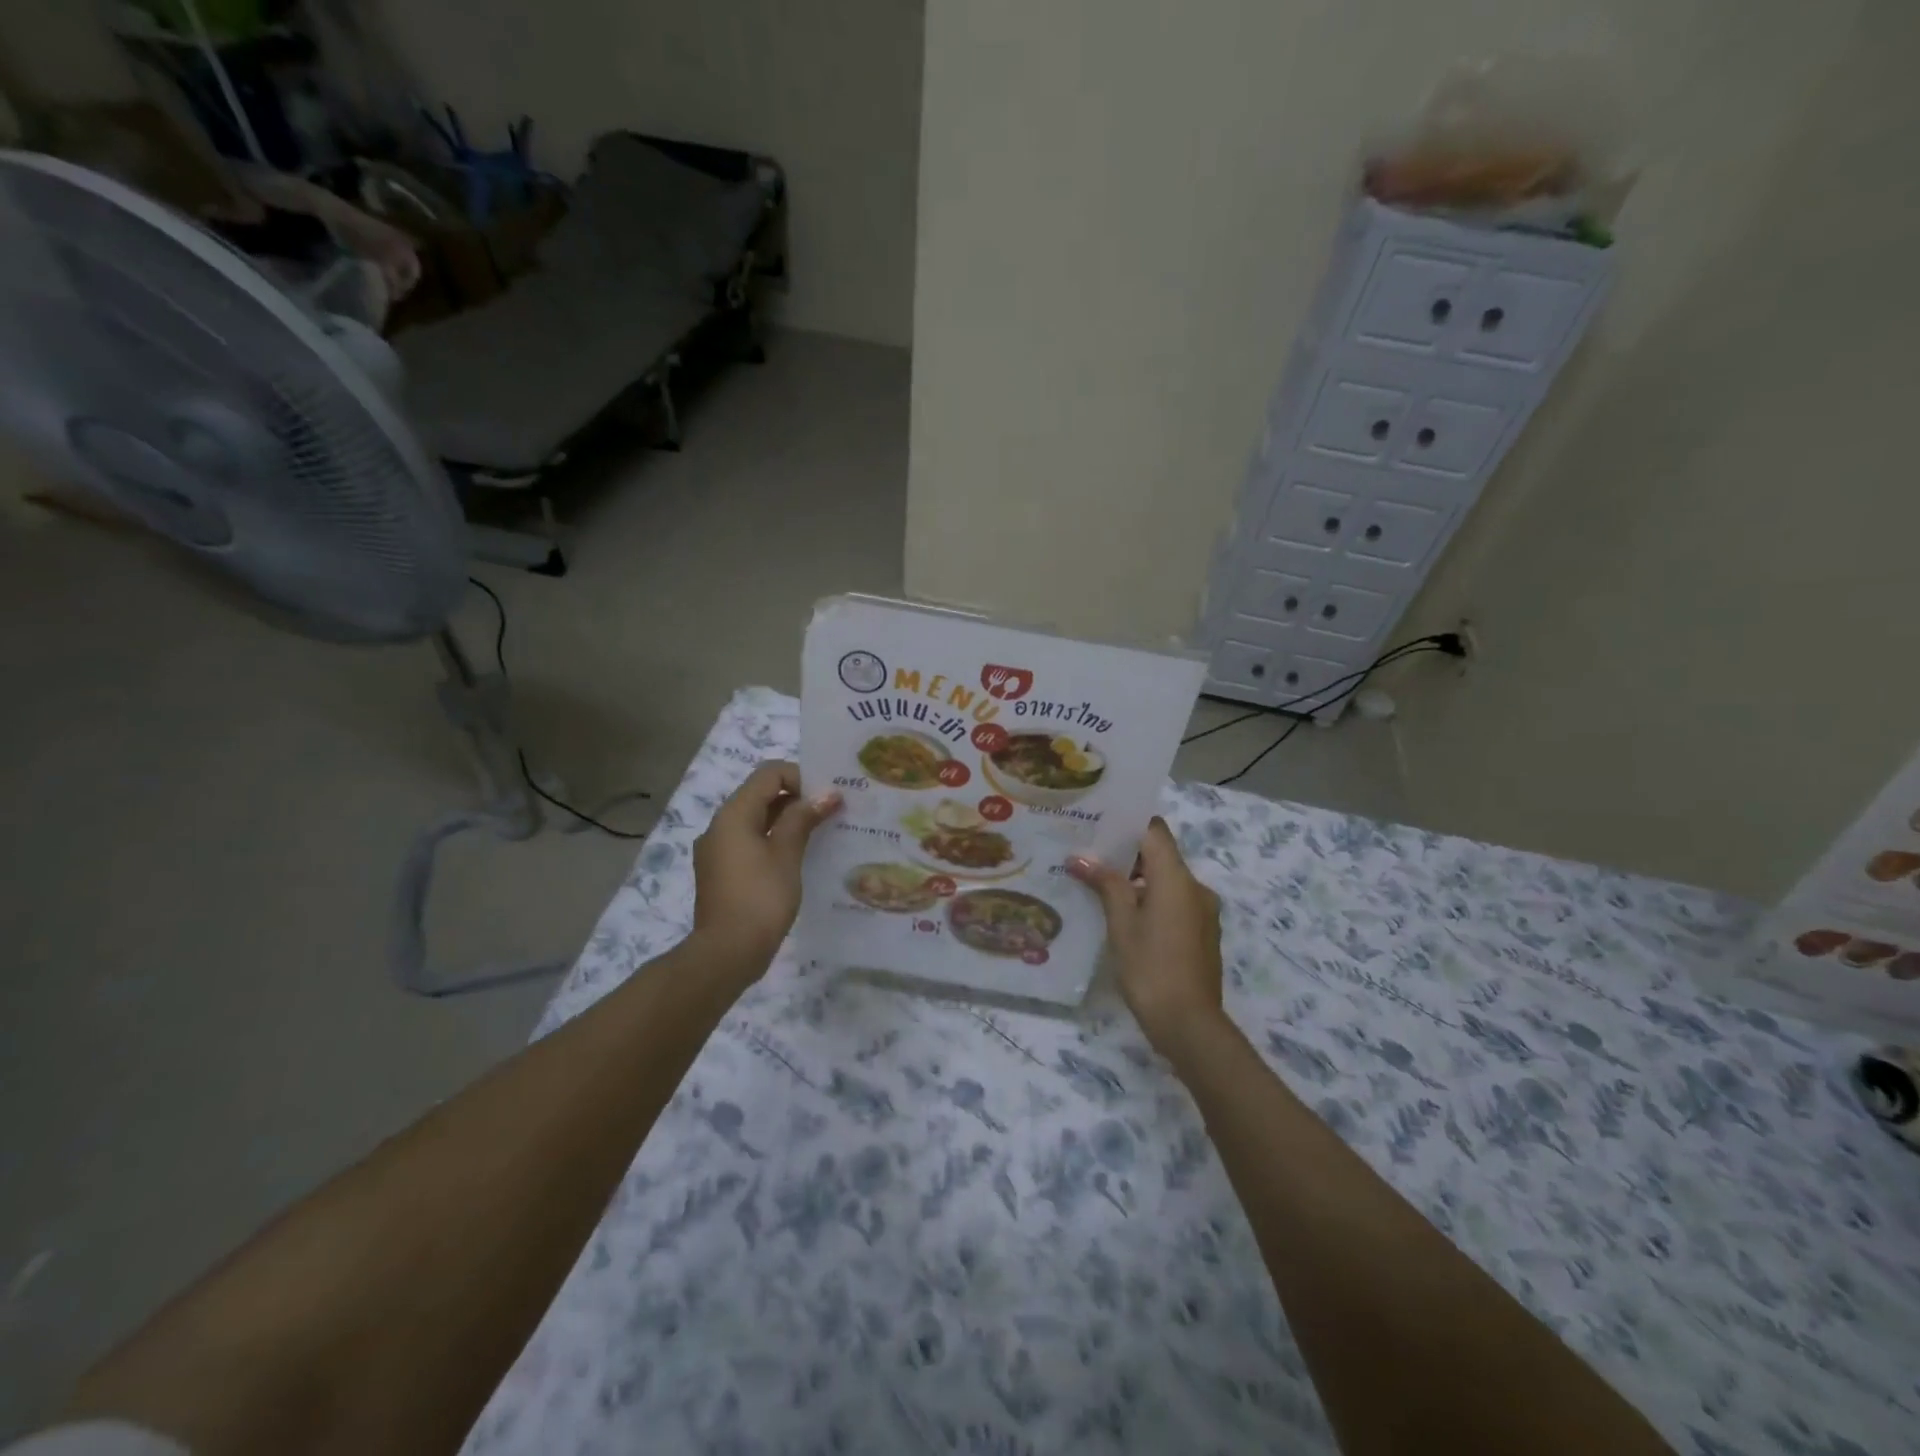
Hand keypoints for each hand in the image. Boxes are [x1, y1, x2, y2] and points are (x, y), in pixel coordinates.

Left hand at [691, 761, 839, 975]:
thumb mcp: (786, 854)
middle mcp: (720, 826)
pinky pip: (750, 843)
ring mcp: (718, 851)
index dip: (800, 777)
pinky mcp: (722, 873)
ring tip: (820, 835)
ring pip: (756, 821)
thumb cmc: (760, 898)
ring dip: (787, 822)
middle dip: (797, 799)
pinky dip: (774, 842)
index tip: (827, 798)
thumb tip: (826, 794)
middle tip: (830, 814)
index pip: (768, 774)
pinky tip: (798, 860)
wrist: (726, 954)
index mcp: (733, 814)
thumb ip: (803, 818)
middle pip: (761, 795)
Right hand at [1068, 818, 1224, 1056]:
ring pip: (1167, 880)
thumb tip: (1080, 858)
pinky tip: (1124, 916)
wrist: (1190, 1024)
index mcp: (1177, 878)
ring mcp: (1203, 911)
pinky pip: (1175, 902)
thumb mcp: (1121, 923)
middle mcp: (1196, 887)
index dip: (1128, 823)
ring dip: (1137, 879)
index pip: (1154, 831)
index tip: (1098, 824)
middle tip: (1088, 855)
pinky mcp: (1202, 933)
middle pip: (1161, 855)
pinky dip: (1151, 899)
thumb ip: (1104, 884)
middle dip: (1126, 853)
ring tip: (1099, 885)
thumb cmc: (1150, 967)